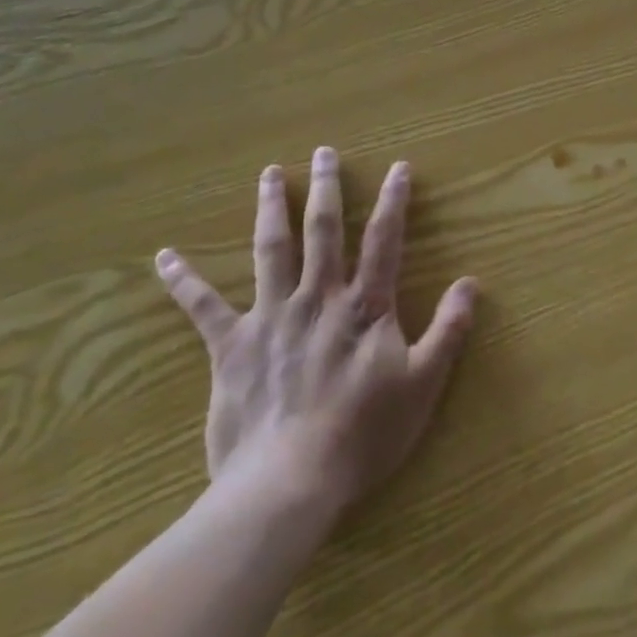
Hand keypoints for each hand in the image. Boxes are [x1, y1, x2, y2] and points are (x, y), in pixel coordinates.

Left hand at [154, 147, 478, 514]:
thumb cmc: (362, 434)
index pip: (383, 240)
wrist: (288, 484)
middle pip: (323, 230)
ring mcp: (271, 317)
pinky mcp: (232, 346)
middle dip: (325, 188)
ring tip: (269, 174)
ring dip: (270, 208)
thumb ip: (448, 330)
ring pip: (271, 249)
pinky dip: (185, 280)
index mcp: (364, 305)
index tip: (397, 166)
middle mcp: (318, 297)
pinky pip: (204, 307)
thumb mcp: (423, 384)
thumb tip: (471, 283)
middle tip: (323, 152)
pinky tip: (165, 257)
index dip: (393, 201)